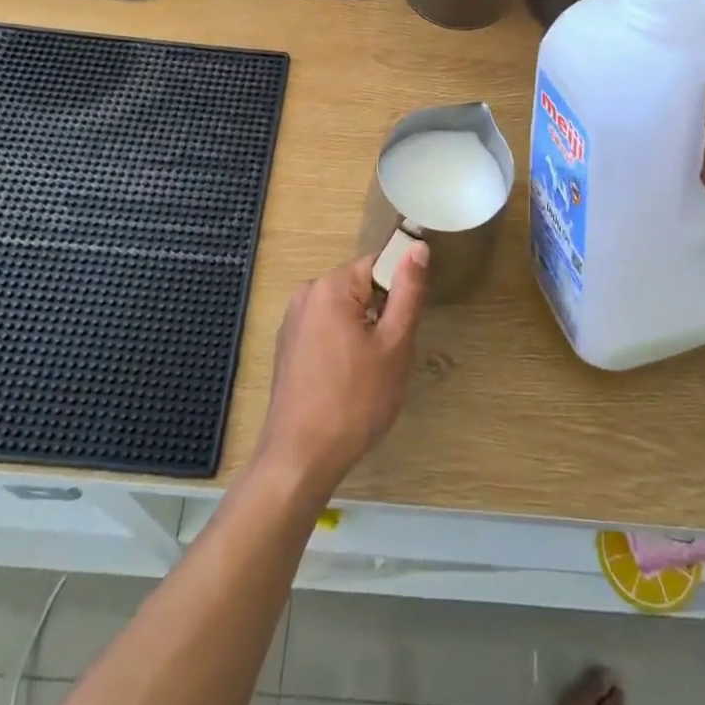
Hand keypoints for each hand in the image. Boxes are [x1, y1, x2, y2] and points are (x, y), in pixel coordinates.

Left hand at [256, 243, 430, 503]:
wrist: (301, 458)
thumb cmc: (355, 400)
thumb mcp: (395, 344)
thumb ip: (408, 291)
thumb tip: (417, 246)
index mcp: (331, 285)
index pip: (378, 264)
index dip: (400, 291)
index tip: (406, 325)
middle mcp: (306, 293)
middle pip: (360, 286)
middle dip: (381, 314)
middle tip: (390, 356)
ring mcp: (292, 320)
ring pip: (344, 310)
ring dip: (363, 332)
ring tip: (369, 373)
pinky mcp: (287, 346)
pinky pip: (326, 329)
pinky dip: (342, 345)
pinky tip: (346, 382)